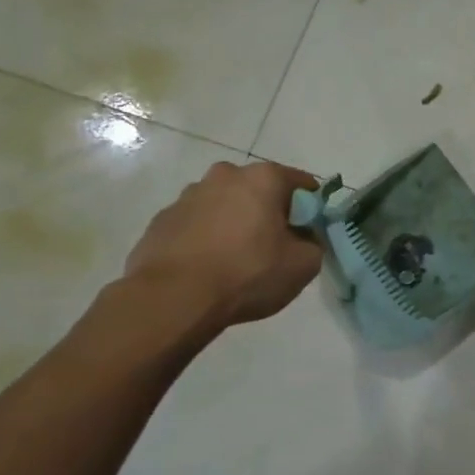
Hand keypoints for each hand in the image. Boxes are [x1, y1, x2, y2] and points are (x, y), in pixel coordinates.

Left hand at [123, 161, 322, 328]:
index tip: (309, 233)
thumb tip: (304, 239)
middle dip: (269, 213)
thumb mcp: (303, 265)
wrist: (173, 299)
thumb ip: (314, 244)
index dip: (310, 208)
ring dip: (234, 224)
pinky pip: (196, 225)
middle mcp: (224, 176)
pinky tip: (207, 268)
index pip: (301, 183)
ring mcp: (187, 196)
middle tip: (274, 247)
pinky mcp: (161, 221)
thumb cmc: (247, 274)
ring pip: (224, 206)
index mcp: (263, 178)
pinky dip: (206, 239)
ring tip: (236, 261)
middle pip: (259, 191)